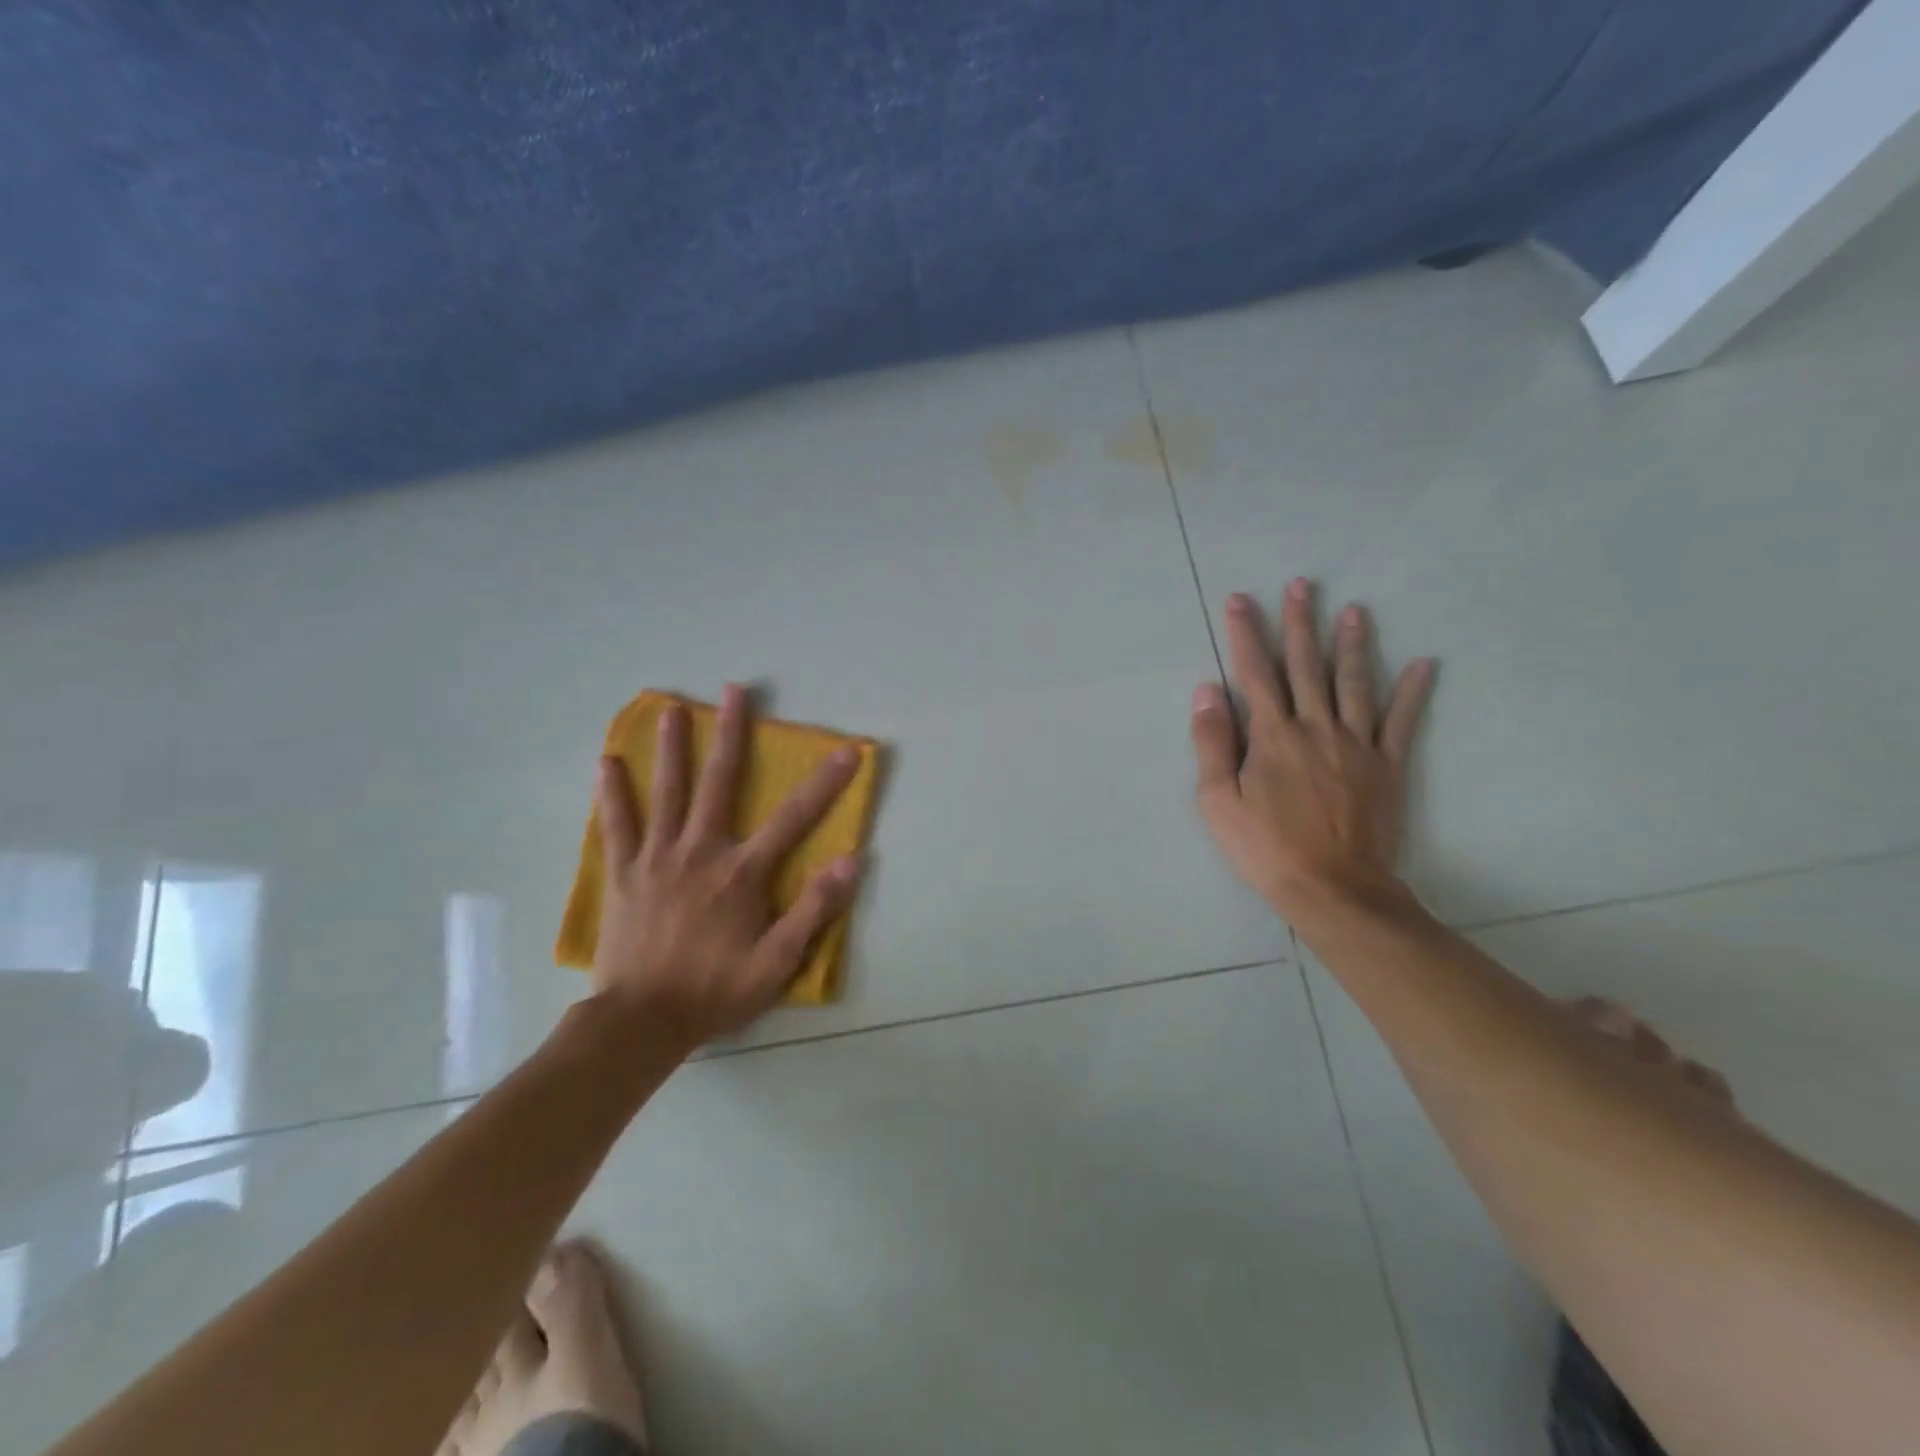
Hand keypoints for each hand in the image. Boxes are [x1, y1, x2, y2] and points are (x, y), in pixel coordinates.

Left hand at [589, 684, 861, 1048]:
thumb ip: (813, 909)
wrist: (640, 1022)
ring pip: (666, 792)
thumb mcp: (777, 962)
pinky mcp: (624, 872)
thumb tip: (851, 860)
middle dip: (730, 733)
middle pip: (719, 782)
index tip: (847, 750)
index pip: (794, 818)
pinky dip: (612, 793)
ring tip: (670, 709)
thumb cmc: (715, 991)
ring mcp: (657, 858)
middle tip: (735, 690)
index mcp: (741, 872)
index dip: (825, 783)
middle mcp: (700, 851)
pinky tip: (607, 762)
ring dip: (671, 748)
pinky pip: (617, 824)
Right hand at [1190, 579, 1434, 917]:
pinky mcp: (1387, 765)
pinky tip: (1424, 663)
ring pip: (1354, 682)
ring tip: (1354, 610)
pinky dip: (1413, 691)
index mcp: (1271, 735)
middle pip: (1305, 665)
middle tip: (1302, 584)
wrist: (1333, 887)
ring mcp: (1356, 744)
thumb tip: (1207, 690)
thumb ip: (1212, 743)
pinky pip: (1401, 721)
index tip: (1242, 600)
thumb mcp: (1217, 801)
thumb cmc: (1265, 847)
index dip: (1247, 633)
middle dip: (1300, 622)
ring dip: (1352, 643)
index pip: (1255, 673)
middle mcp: (1315, 727)